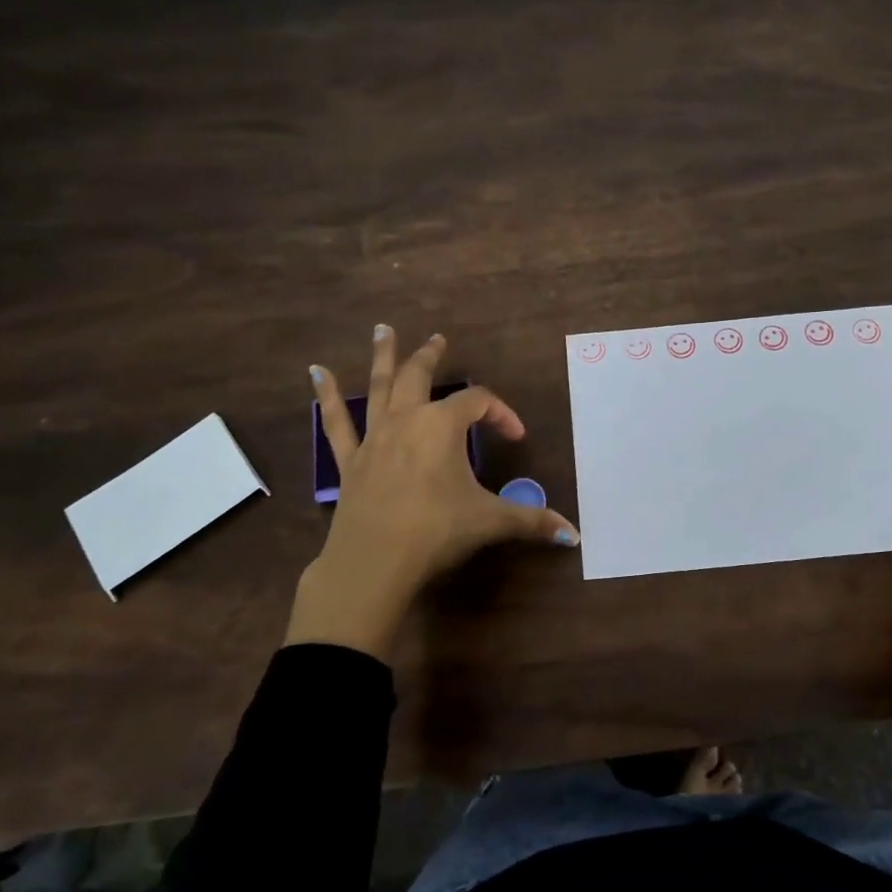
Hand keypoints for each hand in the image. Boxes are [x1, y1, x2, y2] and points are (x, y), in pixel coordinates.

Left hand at [287, 324, 579, 656]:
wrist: (374, 562)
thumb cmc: (436, 531)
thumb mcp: (490, 522)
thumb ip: (532, 522)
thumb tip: (575, 536)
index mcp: (442, 426)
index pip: (479, 403)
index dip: (501, 413)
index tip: (515, 436)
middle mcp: (406, 420)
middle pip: (420, 376)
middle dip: (431, 357)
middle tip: (438, 339)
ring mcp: (373, 437)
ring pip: (378, 387)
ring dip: (383, 356)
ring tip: (382, 329)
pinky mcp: (349, 460)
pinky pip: (336, 422)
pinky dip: (326, 396)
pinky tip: (316, 372)